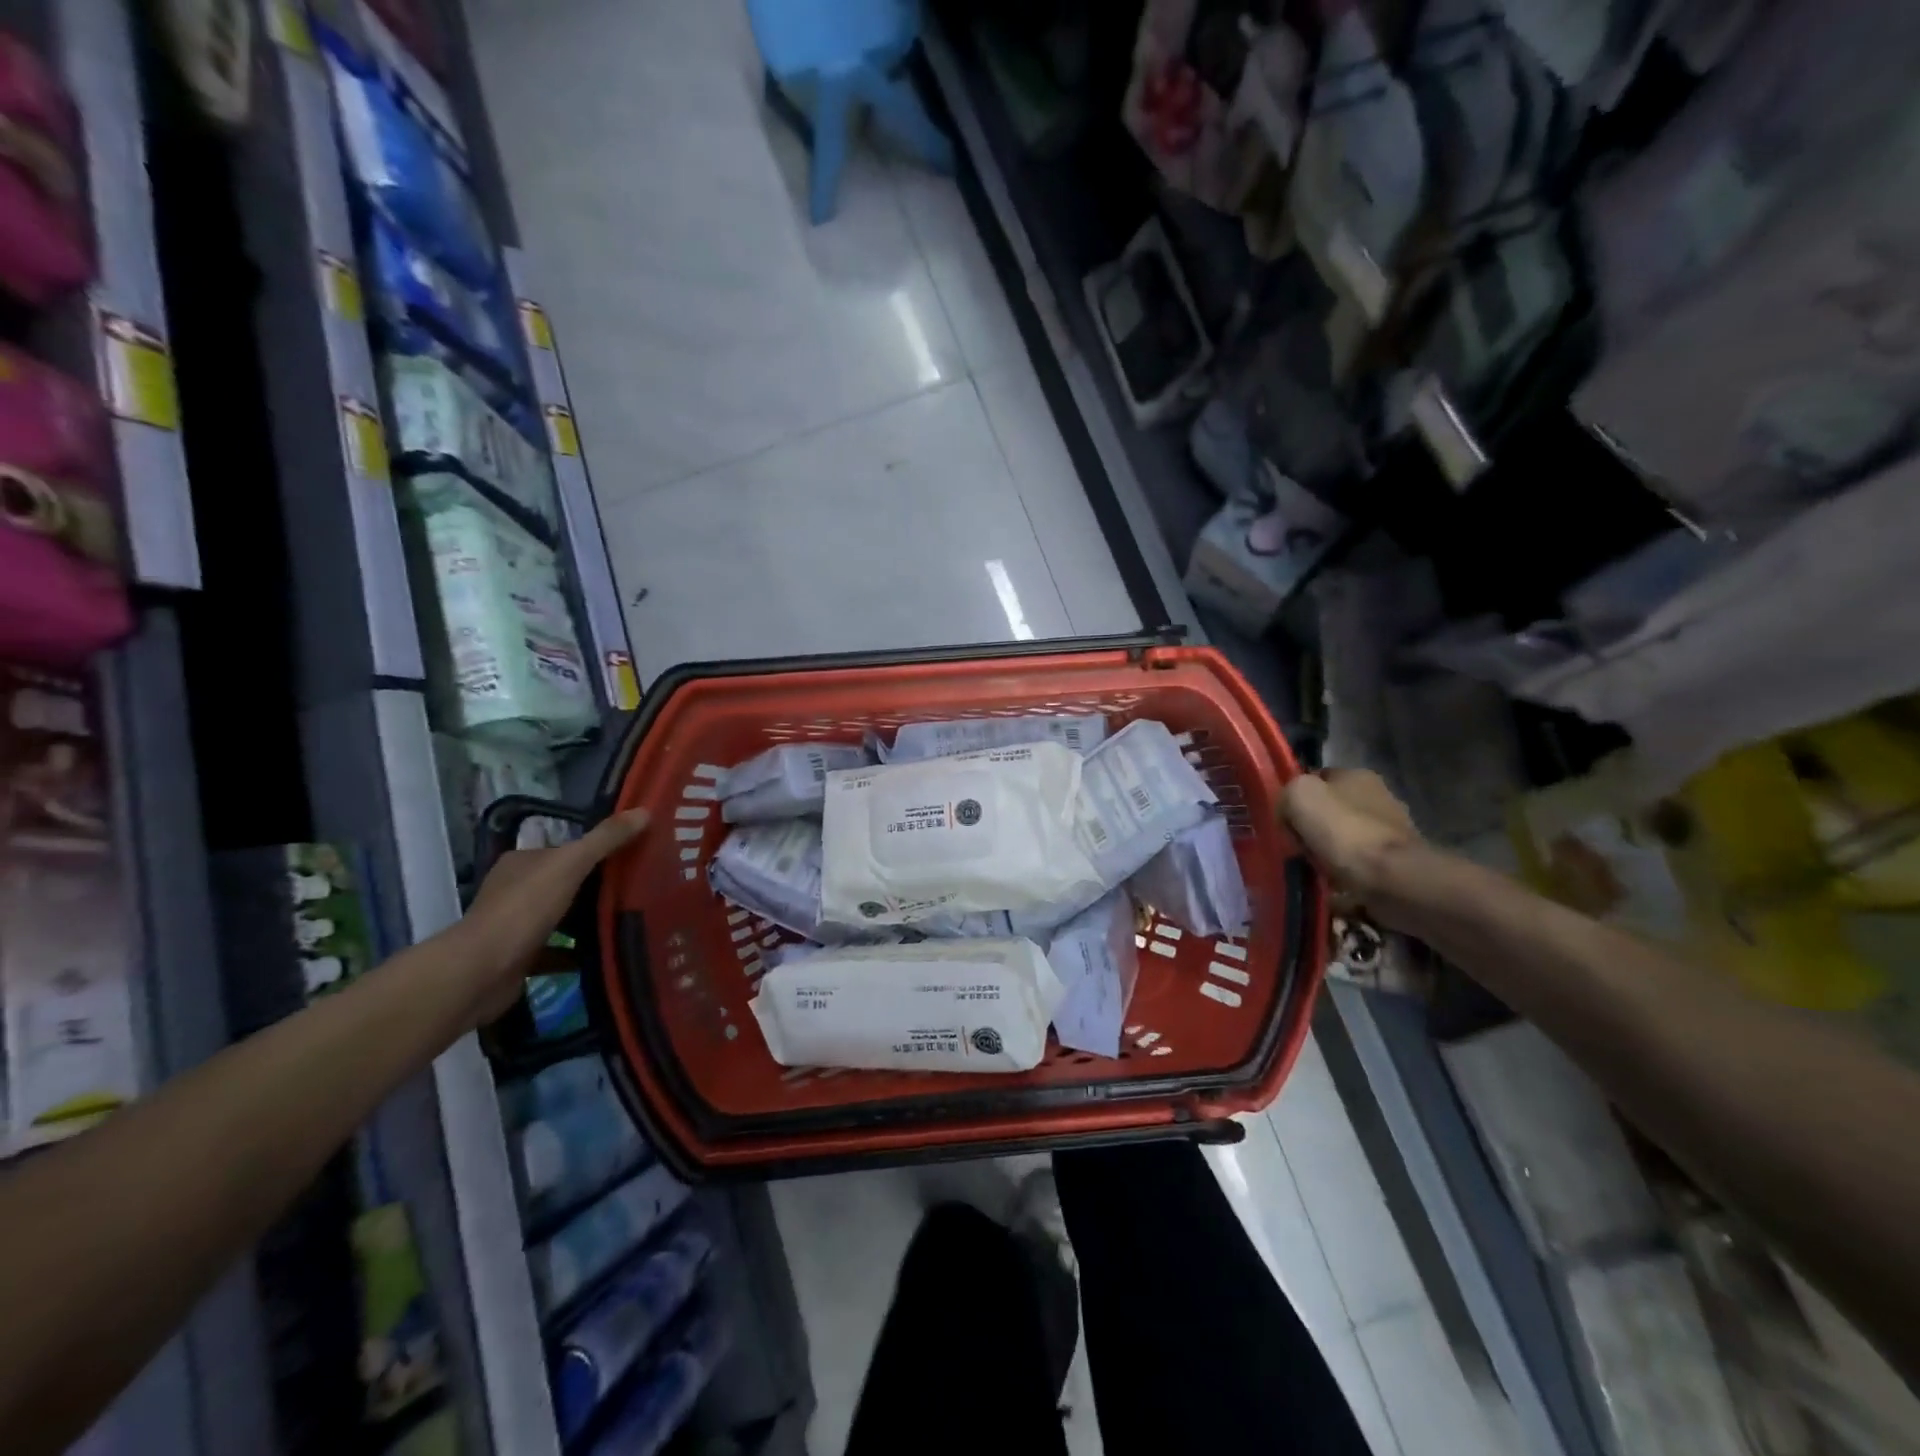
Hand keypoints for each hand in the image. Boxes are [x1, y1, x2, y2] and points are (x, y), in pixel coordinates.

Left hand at [459, 809, 649, 1024]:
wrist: (482, 971)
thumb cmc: (525, 908)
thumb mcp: (571, 864)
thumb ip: (606, 838)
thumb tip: (644, 810)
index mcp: (522, 861)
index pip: (564, 849)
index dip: (597, 850)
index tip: (632, 855)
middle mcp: (515, 889)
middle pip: (564, 882)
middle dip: (596, 886)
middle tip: (639, 888)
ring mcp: (515, 925)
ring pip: (561, 917)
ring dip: (588, 920)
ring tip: (629, 919)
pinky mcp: (519, 958)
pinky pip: (557, 951)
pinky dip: (578, 953)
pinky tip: (606, 953)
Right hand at [1280, 769, 1418, 898]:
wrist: (1394, 879)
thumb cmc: (1344, 831)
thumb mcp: (1299, 796)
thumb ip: (1287, 794)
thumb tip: (1287, 812)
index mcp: (1357, 775)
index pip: (1316, 778)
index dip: (1296, 798)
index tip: (1284, 820)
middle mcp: (1379, 796)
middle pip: (1330, 810)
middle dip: (1313, 828)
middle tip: (1298, 847)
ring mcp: (1391, 831)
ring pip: (1343, 838)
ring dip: (1328, 853)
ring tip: (1314, 870)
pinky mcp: (1397, 862)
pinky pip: (1358, 865)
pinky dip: (1345, 874)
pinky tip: (1334, 885)